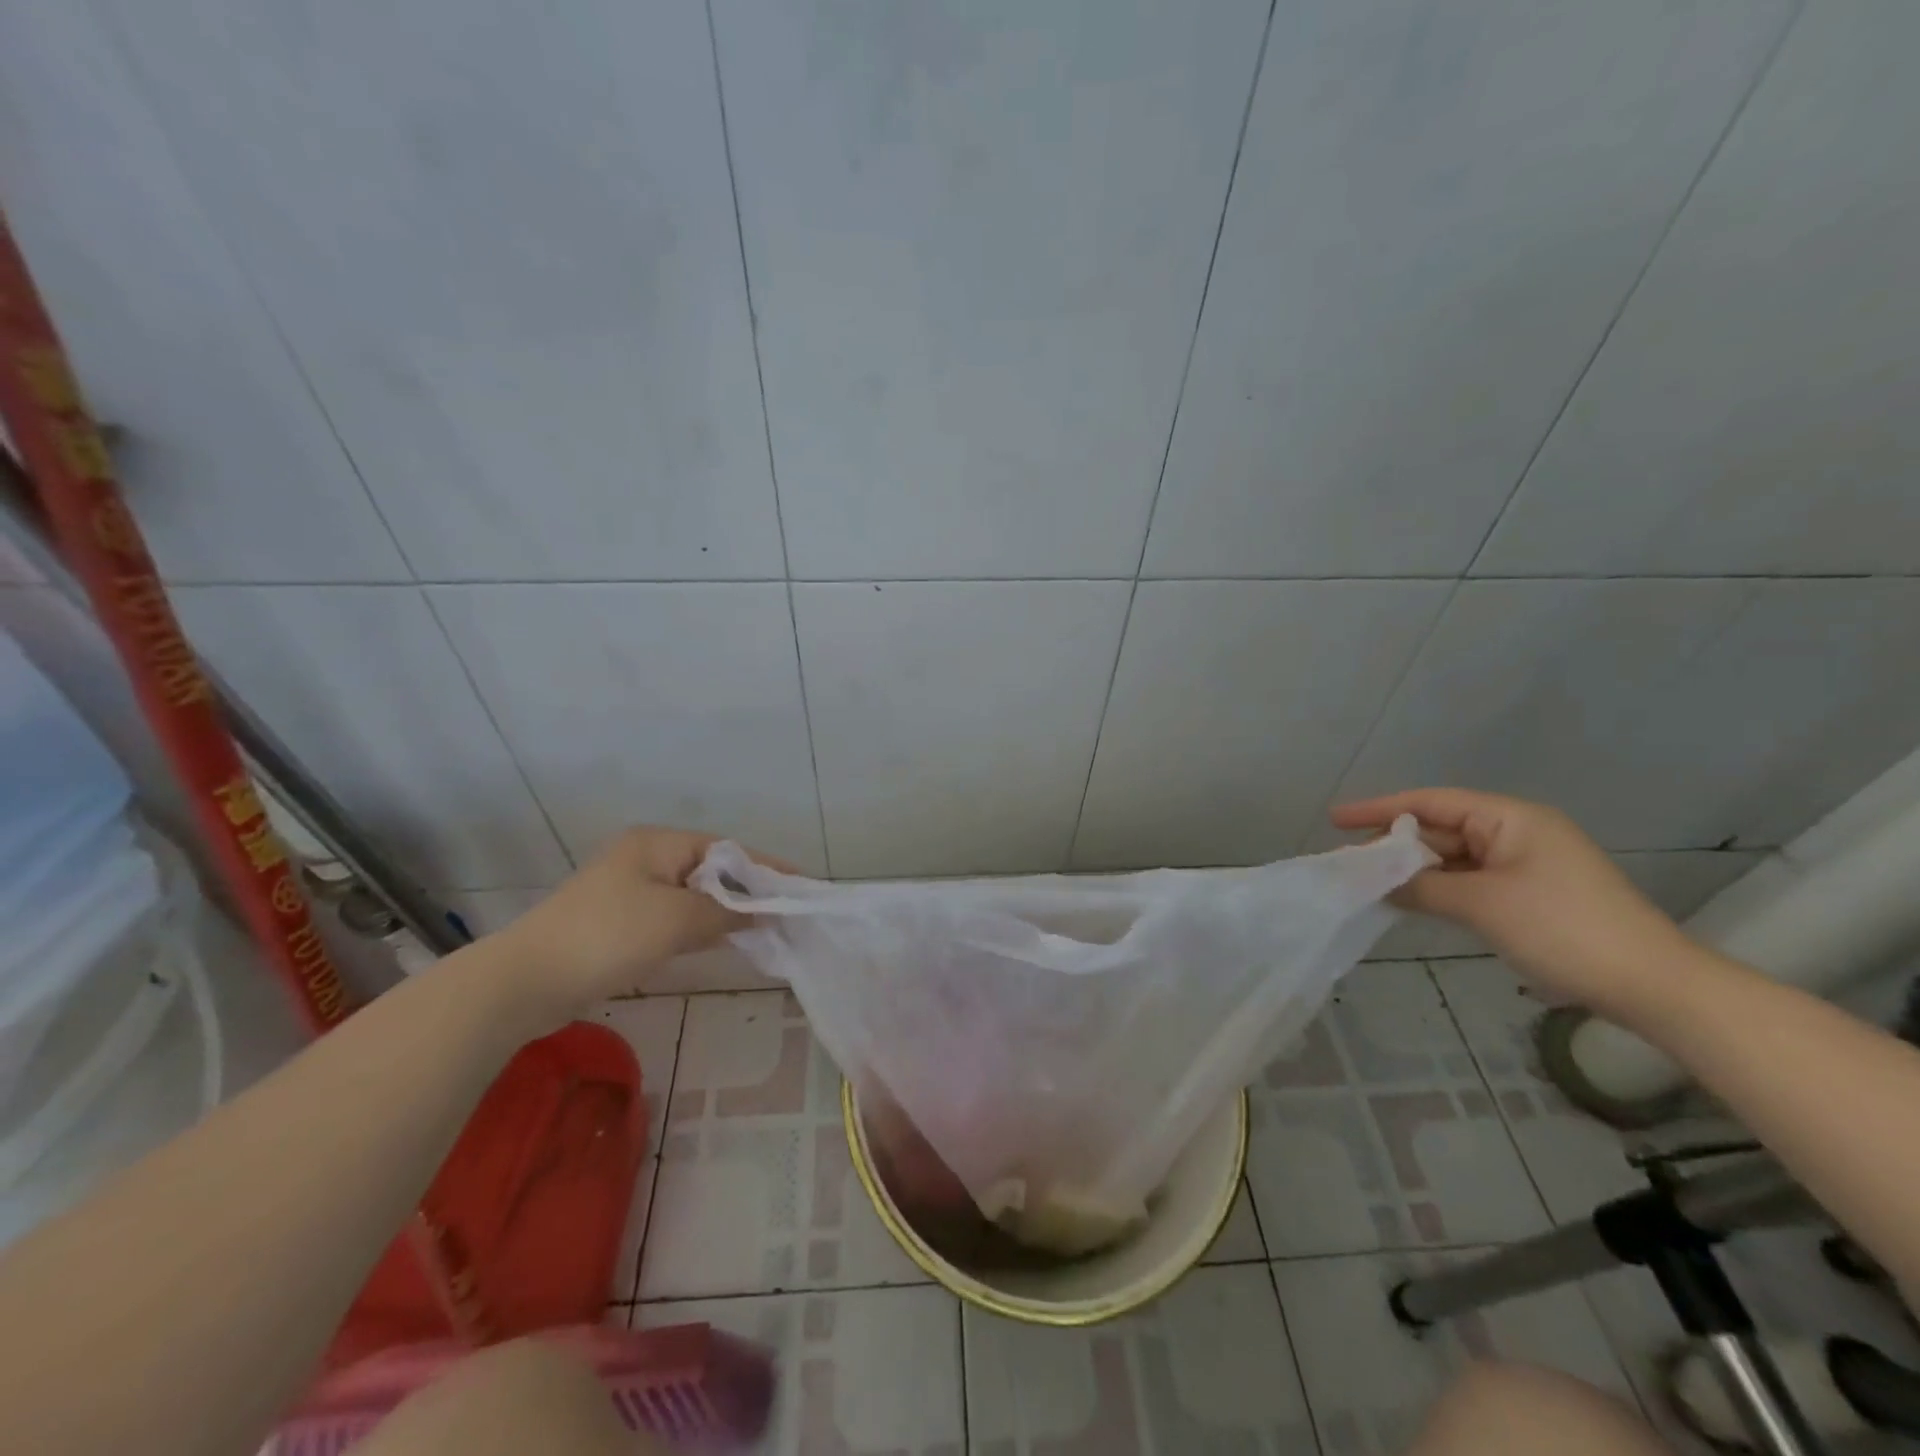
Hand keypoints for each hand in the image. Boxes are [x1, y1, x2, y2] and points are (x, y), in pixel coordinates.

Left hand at [494, 827, 775, 1015]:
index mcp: (658, 843)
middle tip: (785, 912)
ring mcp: (629, 891)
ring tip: (762, 929)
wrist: (526, 981)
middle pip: (711, 871)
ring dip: (723, 912)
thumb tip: (763, 912)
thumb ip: (726, 911)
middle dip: (747, 891)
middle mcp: (645, 858)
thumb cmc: (608, 935)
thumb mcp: (676, 919)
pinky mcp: (619, 923)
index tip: (801, 885)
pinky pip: (672, 918)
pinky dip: (697, 928)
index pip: (727, 849)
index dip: (765, 867)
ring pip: (692, 897)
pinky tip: (718, 942)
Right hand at [1331, 788, 1689, 1015]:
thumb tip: (1376, 880)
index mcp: (1510, 818)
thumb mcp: (1481, 904)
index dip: (1379, 809)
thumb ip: (1421, 886)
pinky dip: (1438, 888)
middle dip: (1394, 845)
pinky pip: (1470, 880)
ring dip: (1414, 870)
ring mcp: (1525, 864)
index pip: (1430, 802)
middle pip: (1440, 829)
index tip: (1334, 820)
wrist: (1652, 986)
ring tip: (1368, 882)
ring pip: (1453, 857)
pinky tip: (1409, 900)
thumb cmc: (1563, 929)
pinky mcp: (1530, 893)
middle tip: (1348, 861)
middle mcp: (1516, 832)